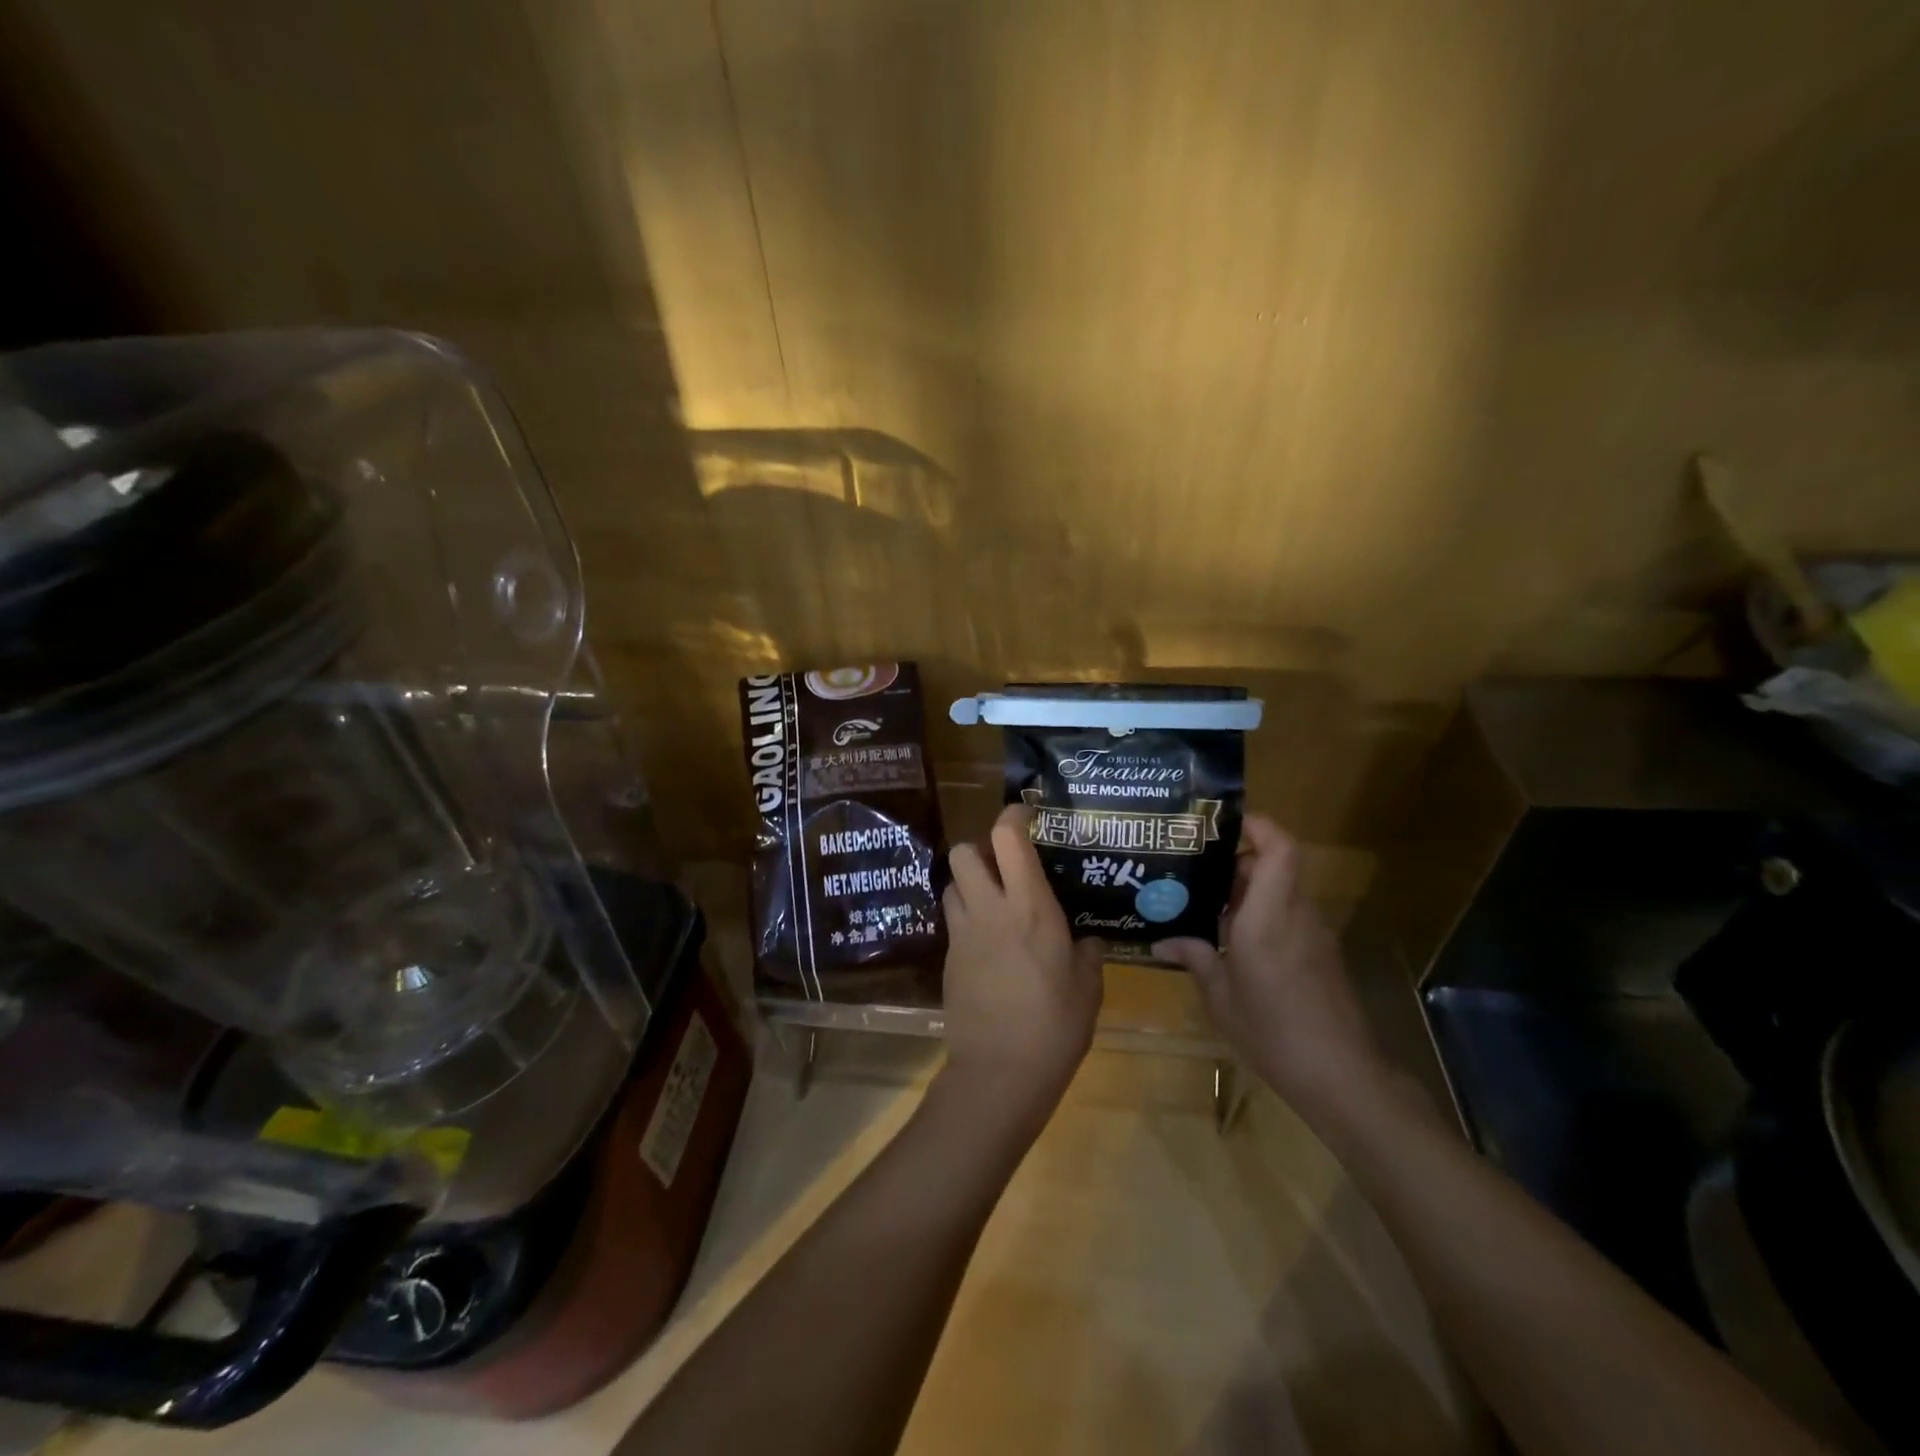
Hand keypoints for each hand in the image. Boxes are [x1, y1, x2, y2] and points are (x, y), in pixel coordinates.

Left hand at [939, 804, 1104, 1134]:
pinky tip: (989, 944)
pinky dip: (967, 918)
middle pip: (963, 851)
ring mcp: (963, 934)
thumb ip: (1087, 954)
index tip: (1025, 814)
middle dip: (980, 849)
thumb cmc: (1054, 1027)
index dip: (1012, 816)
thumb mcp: (1088, 988)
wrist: (999, 1074)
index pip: (1008, 839)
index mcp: (1030, 907)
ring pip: (951, 884)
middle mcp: (990, 909)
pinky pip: (953, 921)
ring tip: (993, 903)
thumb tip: (1086, 941)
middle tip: (1005, 868)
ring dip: (969, 884)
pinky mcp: (948, 959)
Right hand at [1154, 815, 1382, 1120]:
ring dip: (1246, 890)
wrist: (1342, 1076)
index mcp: (1269, 917)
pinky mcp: (1320, 953)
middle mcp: (1295, 914)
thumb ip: (1195, 958)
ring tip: (1204, 904)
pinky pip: (1287, 915)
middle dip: (1235, 861)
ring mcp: (1313, 933)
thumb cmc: (1274, 1032)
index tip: (1222, 824)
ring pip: (1280, 890)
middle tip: (1193, 869)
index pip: (1280, 849)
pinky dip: (1260, 915)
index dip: (1257, 825)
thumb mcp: (1221, 998)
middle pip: (1274, 864)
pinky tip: (1231, 941)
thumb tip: (1162, 939)